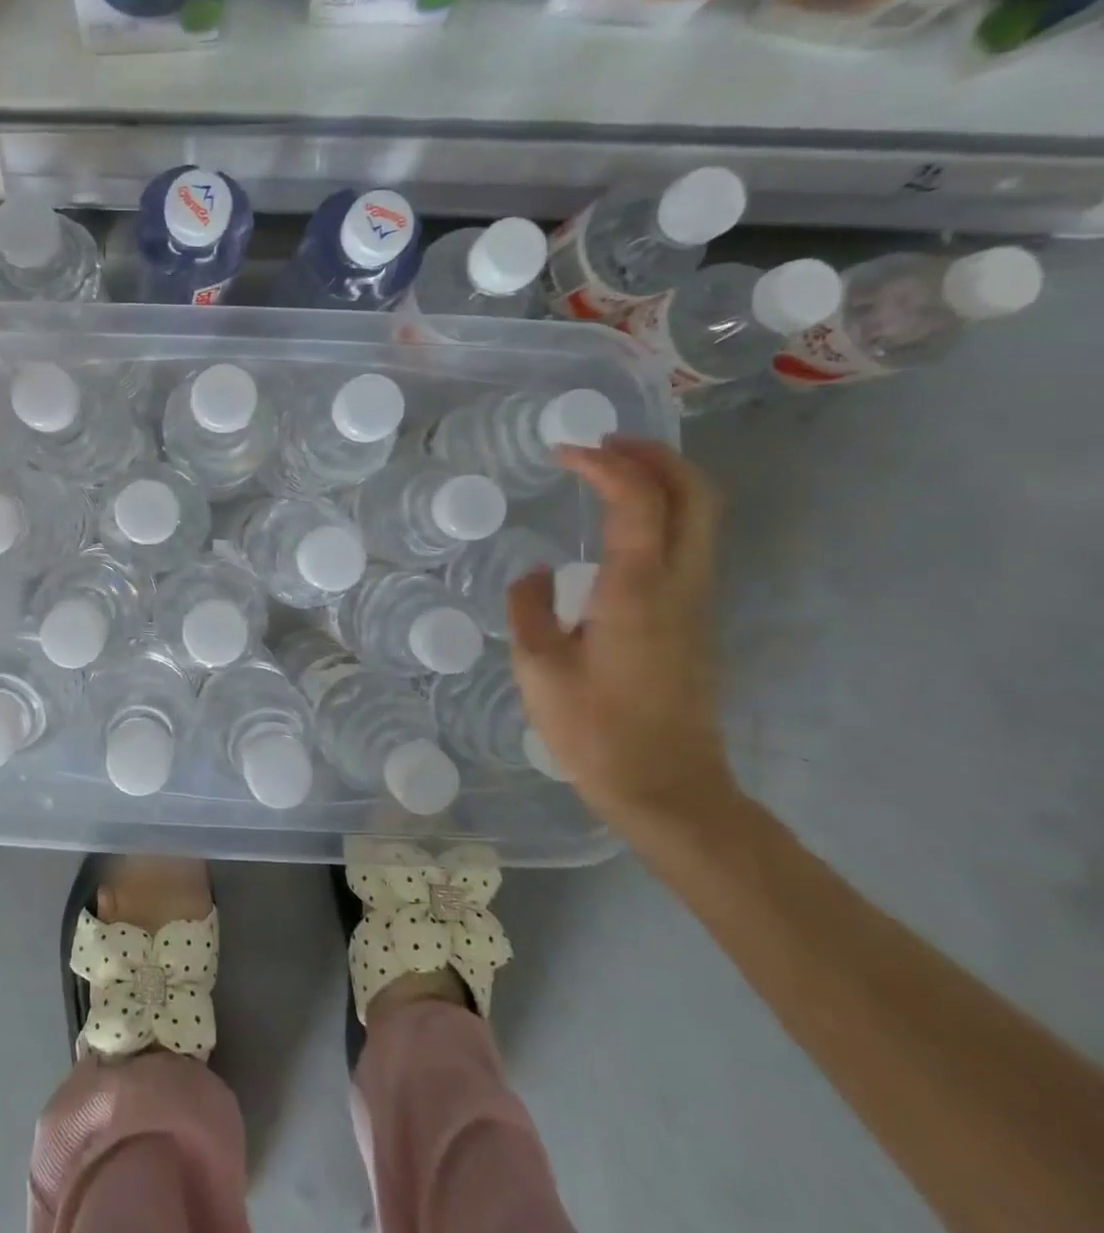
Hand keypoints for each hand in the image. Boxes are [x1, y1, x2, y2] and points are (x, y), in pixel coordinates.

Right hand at [507, 440, 736, 835]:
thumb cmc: (594, 729)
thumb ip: (530, 607)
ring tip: (610, 472)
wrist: (667, 789)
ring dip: (663, 480)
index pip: (637, 500)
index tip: (563, 452)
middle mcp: (680, 585)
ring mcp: (697, 601)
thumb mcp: (538, 667)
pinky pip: (691, 542)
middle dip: (656, 455)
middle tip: (605, 444)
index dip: (604, 464)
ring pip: (702, 516)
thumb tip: (538, 572)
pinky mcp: (695, 620)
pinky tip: (620, 525)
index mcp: (637, 590)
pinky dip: (663, 512)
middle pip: (696, 494)